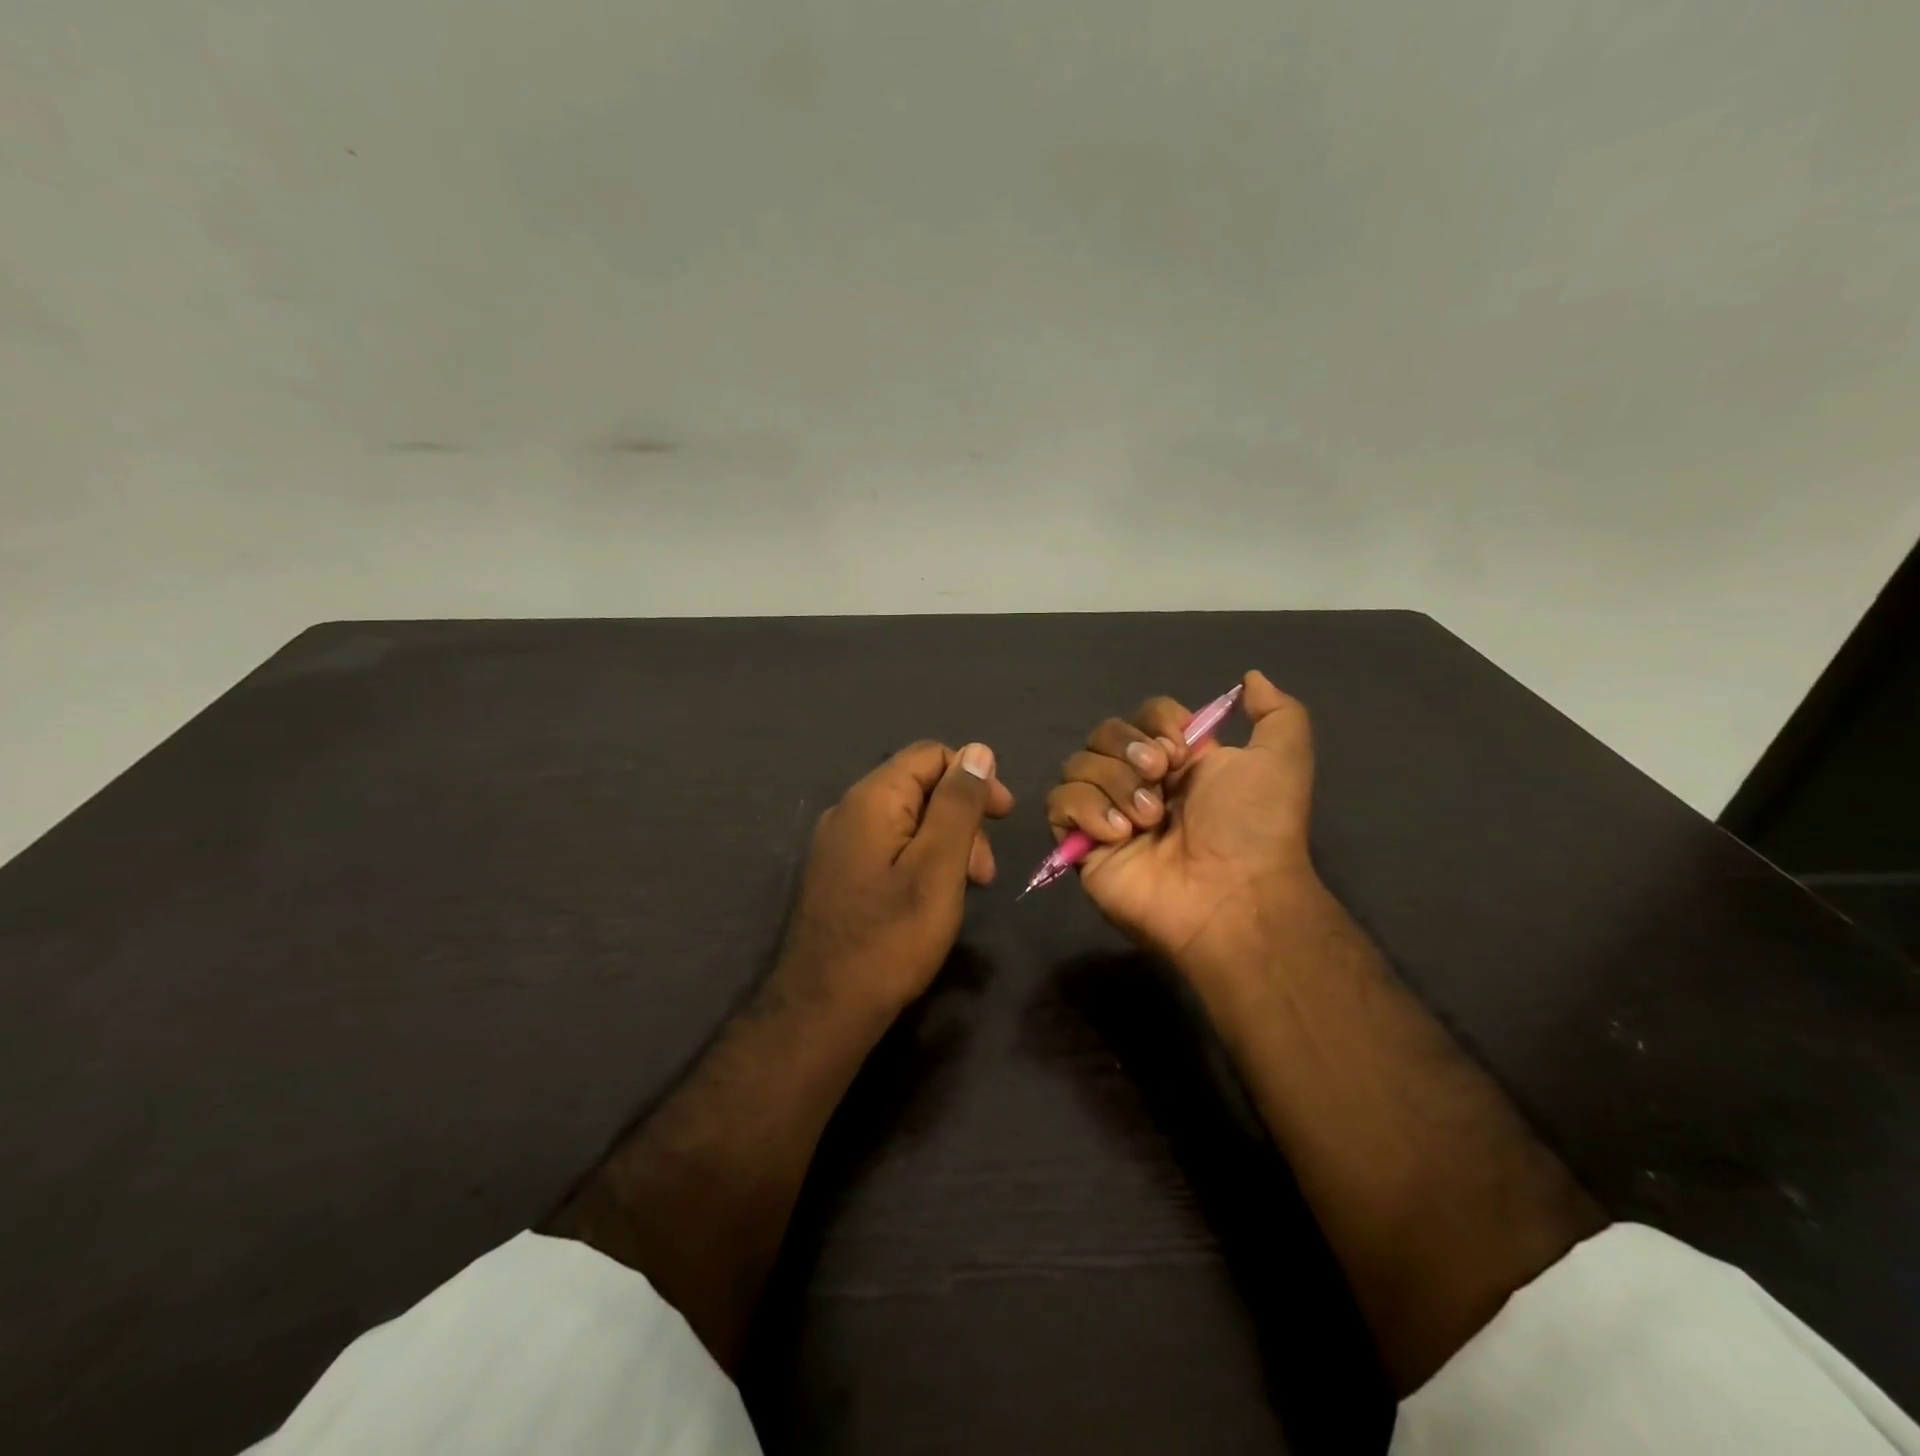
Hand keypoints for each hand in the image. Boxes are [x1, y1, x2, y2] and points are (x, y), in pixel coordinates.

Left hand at [777, 740, 1013, 1012]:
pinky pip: (889, 847)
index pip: (931, 754)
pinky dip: (921, 861)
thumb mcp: (938, 866)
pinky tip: (932, 898)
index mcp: (872, 798)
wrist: (823, 1009)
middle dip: (962, 818)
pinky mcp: (839, 874)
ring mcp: (839, 844)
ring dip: (946, 844)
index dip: (974, 777)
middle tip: (984, 872)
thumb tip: (978, 751)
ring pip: (907, 820)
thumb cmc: (891, 937)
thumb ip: (958, 804)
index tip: (1004, 818)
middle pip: (920, 787)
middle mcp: (848, 810)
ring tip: (965, 890)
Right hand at [1044, 670, 1316, 968]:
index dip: (1156, 721)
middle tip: (1160, 778)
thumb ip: (1277, 711)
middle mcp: (1138, 782)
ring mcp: (1107, 813)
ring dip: (1114, 783)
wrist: (1232, 895)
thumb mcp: (1283, 758)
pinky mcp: (1081, 845)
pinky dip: (1085, 809)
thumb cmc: (1254, 826)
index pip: (1143, 716)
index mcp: (1178, 762)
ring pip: (1077, 765)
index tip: (1182, 748)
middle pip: (1102, 734)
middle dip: (1128, 749)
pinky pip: (1058, 804)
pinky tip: (1119, 834)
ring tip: (1147, 819)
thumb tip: (1251, 678)